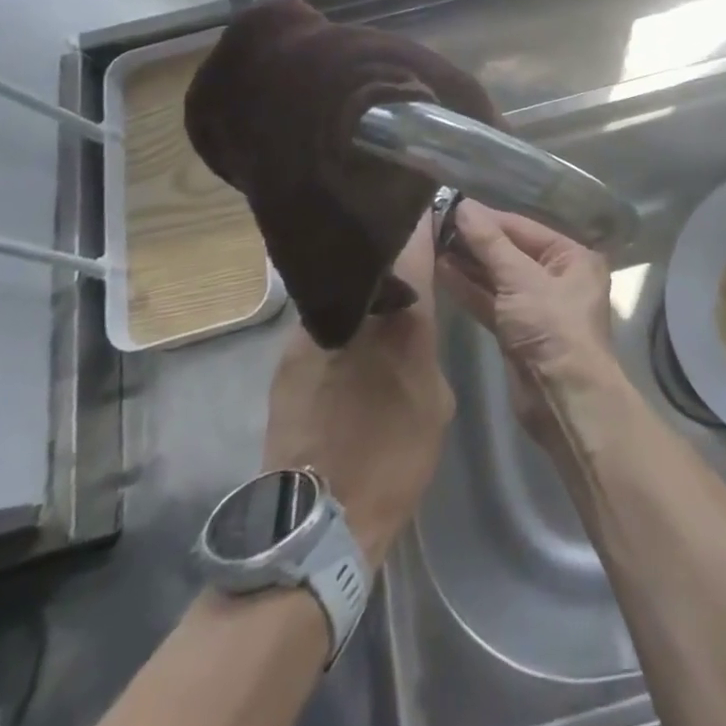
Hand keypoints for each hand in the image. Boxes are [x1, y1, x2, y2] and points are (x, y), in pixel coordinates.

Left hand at [262, 214, 453, 565]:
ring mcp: (314, 329)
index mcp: (404, 318)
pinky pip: (322, 319)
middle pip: (376, 256)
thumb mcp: (437, 398)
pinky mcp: (287, 354)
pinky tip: (348, 339)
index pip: (414, 242)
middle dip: (392, 246)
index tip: (430, 206)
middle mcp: (357, 310)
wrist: (319, 519)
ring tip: (377, 293)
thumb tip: (415, 321)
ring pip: (346, 288)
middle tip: (407, 246)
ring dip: (363, 285)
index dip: (423, 220)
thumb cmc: (396, 458)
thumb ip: (426, 344)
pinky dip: (340, 317)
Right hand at [437, 202, 619, 449]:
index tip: (449, 204)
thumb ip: (490, 244)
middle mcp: (557, 276)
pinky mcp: (517, 331)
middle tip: (433, 223)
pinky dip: (469, 289)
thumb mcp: (521, 279)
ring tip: (430, 243)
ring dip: (467, 263)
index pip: (522, 228)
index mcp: (572, 257)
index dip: (486, 218)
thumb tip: (463, 206)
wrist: (564, 400)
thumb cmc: (552, 328)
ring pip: (497, 277)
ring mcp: (536, 305)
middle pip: (510, 250)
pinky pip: (491, 301)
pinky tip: (440, 272)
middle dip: (474, 240)